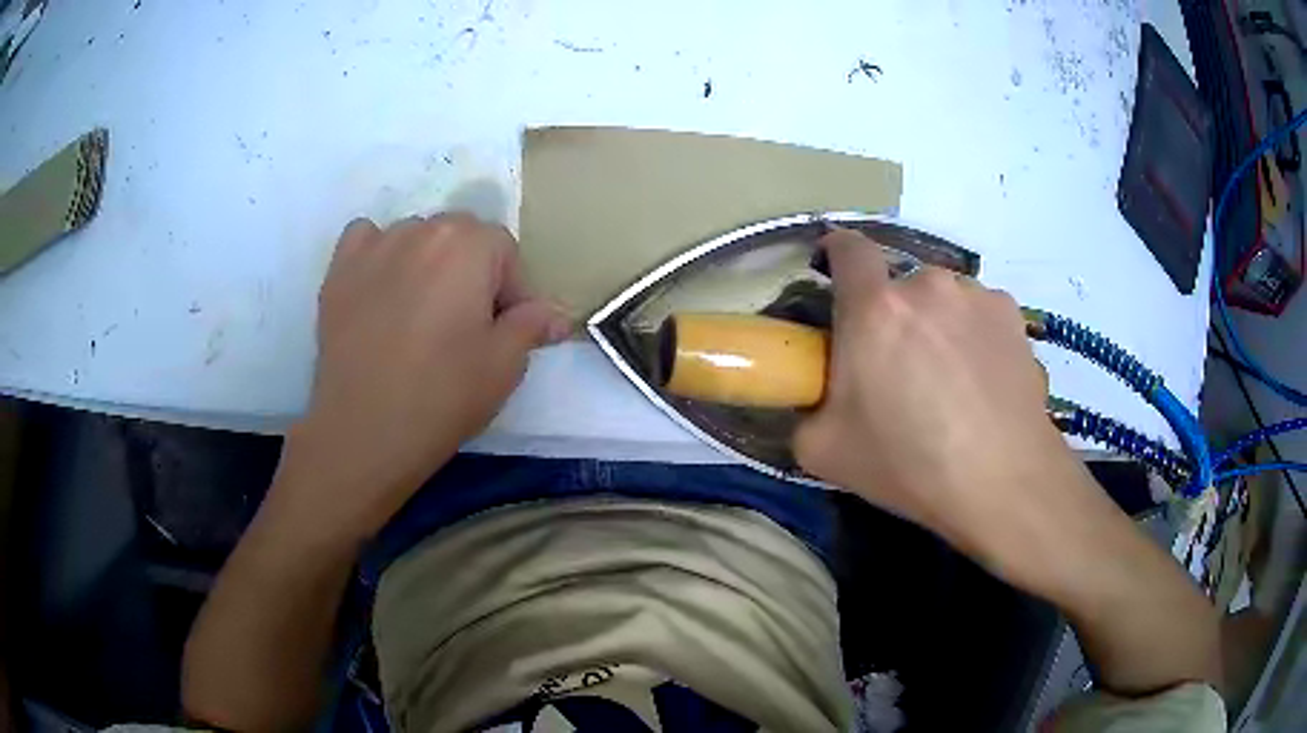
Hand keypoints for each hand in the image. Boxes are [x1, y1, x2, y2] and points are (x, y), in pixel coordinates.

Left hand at [269, 213, 569, 545]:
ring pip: (414, 237)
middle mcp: (421, 229)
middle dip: (470, 271)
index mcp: (468, 244)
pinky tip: (380, 289)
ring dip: (426, 263)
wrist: (365, 430)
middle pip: (459, 235)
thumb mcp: (506, 365)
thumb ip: (533, 324)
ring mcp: (374, 247)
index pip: (504, 249)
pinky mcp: (338, 271)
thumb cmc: (443, 395)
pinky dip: (379, 254)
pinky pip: (366, 239)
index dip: (510, 289)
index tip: (502, 330)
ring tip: (419, 313)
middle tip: (464, 324)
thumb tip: (553, 314)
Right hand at [794, 228, 1095, 575]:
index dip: (837, 252)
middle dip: (893, 317)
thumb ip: (806, 410)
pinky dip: (975, 338)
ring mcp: (976, 296)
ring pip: (944, 300)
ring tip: (951, 383)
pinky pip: (980, 315)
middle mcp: (926, 285)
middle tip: (900, 369)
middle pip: (899, 286)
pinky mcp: (1012, 316)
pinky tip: (984, 384)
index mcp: (874, 308)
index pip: (847, 247)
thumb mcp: (823, 451)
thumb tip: (814, 398)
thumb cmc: (909, 464)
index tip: (835, 272)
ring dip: (938, 326)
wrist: (1002, 481)